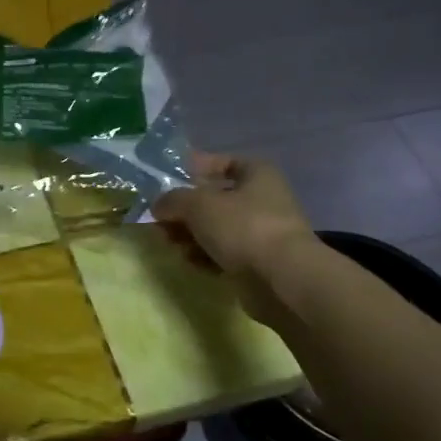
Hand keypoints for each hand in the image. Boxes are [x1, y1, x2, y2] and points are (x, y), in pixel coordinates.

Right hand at [151, 152, 315, 323]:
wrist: (282, 278)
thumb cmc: (243, 227)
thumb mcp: (198, 204)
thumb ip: (172, 200)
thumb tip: (158, 205)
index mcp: (257, 174)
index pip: (221, 162)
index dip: (194, 168)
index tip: (168, 179)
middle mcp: (262, 199)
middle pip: (214, 199)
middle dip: (185, 210)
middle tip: (160, 219)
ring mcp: (261, 232)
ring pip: (216, 228)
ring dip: (191, 235)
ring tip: (170, 243)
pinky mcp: (257, 262)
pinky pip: (223, 253)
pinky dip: (205, 255)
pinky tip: (191, 262)